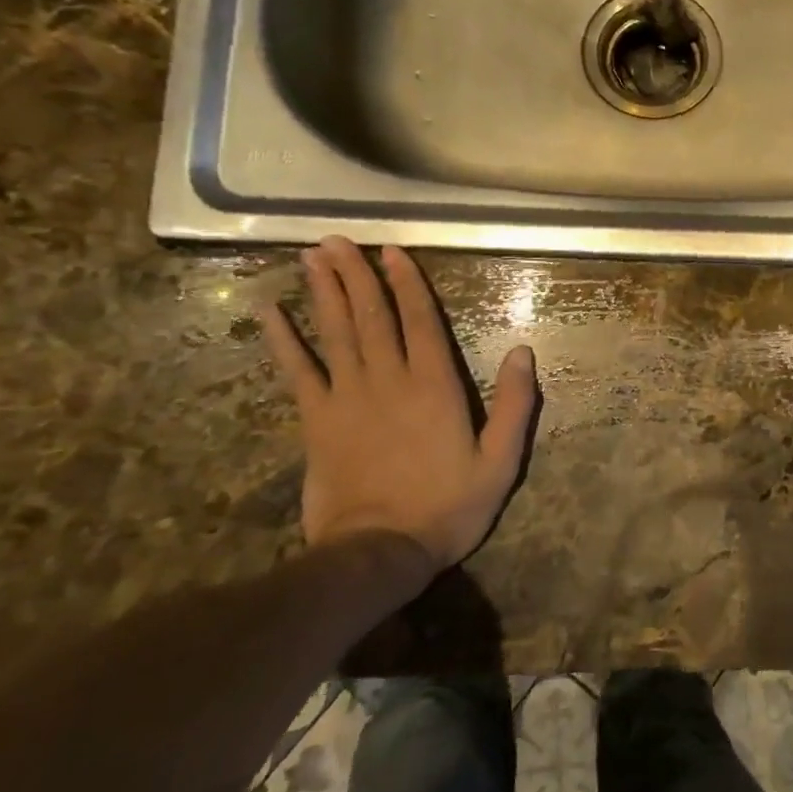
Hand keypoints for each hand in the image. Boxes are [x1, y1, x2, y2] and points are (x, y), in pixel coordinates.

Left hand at [259, 236, 538, 568]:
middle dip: (356, 274)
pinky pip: (298, 372)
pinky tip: (269, 312)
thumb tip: (523, 351)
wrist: (378, 552)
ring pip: (335, 333)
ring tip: (312, 257)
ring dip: (323, 292)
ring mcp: (347, 398)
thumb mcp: (500, 461)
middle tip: (337, 239)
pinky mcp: (316, 421)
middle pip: (371, 316)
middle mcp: (389, 380)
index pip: (420, 320)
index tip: (392, 250)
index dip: (407, 282)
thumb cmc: (447, 507)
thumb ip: (514, 405)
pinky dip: (283, 340)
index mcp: (435, 385)